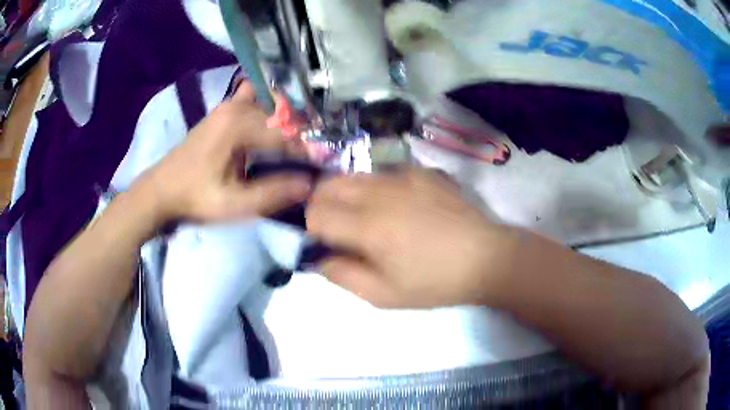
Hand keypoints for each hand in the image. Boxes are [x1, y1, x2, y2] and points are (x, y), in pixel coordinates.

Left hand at [135, 83, 311, 223]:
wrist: (162, 190)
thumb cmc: (196, 198)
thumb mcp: (235, 205)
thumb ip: (273, 193)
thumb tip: (309, 183)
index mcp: (239, 126)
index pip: (285, 135)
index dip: (307, 151)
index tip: (325, 163)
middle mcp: (236, 107)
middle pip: (281, 117)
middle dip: (301, 135)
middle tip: (313, 156)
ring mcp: (228, 105)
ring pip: (271, 104)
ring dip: (288, 119)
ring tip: (297, 141)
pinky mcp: (223, 110)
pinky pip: (253, 98)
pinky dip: (267, 106)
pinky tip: (273, 121)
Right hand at [306, 168, 515, 307]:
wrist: (486, 258)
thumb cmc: (435, 283)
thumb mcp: (384, 295)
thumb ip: (342, 275)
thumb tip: (316, 258)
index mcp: (367, 225)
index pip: (315, 213)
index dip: (310, 229)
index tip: (323, 243)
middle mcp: (379, 191)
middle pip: (328, 185)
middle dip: (321, 206)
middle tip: (338, 230)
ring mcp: (403, 176)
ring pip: (354, 175)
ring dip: (347, 195)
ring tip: (366, 217)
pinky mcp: (422, 171)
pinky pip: (384, 173)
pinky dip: (377, 188)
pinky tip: (398, 206)